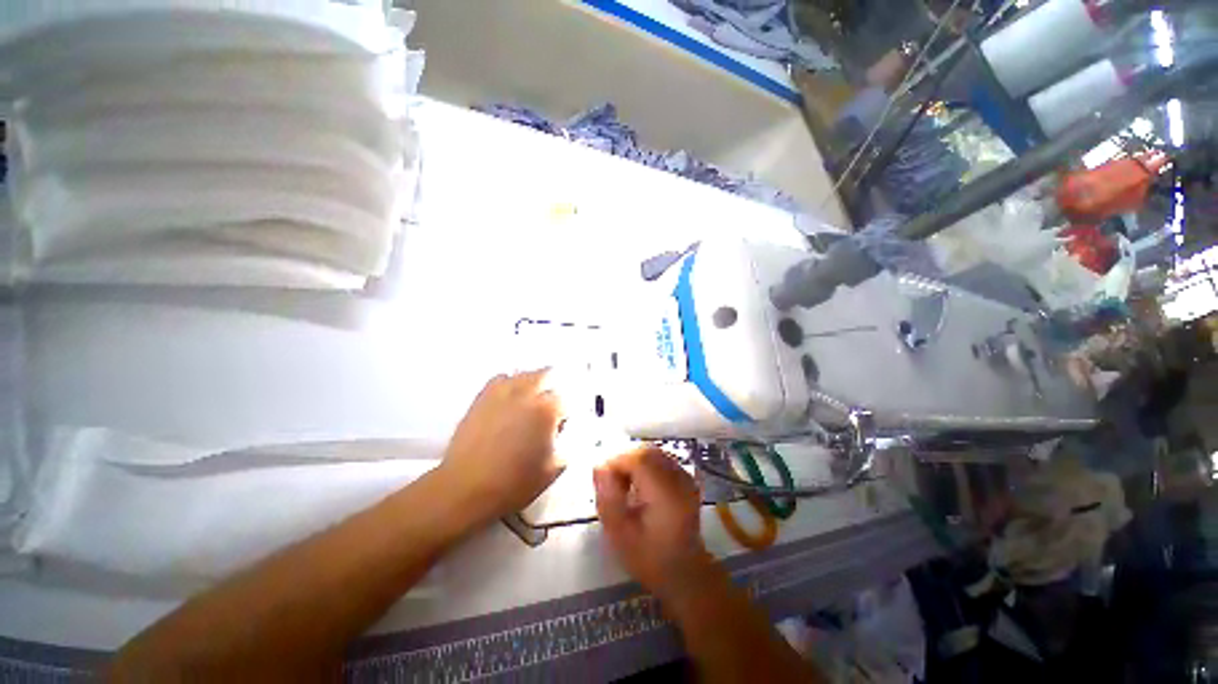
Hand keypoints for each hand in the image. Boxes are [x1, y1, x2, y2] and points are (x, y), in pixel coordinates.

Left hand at [439, 370, 564, 520]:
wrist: (466, 489)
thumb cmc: (515, 482)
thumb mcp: (554, 468)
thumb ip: (566, 444)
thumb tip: (562, 431)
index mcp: (547, 409)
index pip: (565, 399)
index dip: (565, 413)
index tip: (561, 426)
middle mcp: (526, 393)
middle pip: (546, 375)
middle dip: (551, 389)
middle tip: (550, 407)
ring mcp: (501, 393)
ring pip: (523, 374)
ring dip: (531, 384)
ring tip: (530, 401)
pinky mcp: (481, 398)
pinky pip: (500, 380)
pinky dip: (508, 385)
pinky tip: (508, 401)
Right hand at [594, 447, 715, 601]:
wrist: (685, 573)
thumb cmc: (650, 558)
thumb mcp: (620, 535)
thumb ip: (607, 498)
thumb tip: (599, 467)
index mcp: (665, 493)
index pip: (638, 458)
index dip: (616, 461)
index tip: (602, 477)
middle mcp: (678, 478)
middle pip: (646, 452)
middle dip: (624, 461)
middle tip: (612, 483)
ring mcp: (685, 477)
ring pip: (653, 453)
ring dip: (634, 462)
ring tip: (624, 486)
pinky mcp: (685, 479)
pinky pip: (661, 460)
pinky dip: (645, 466)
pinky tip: (639, 486)